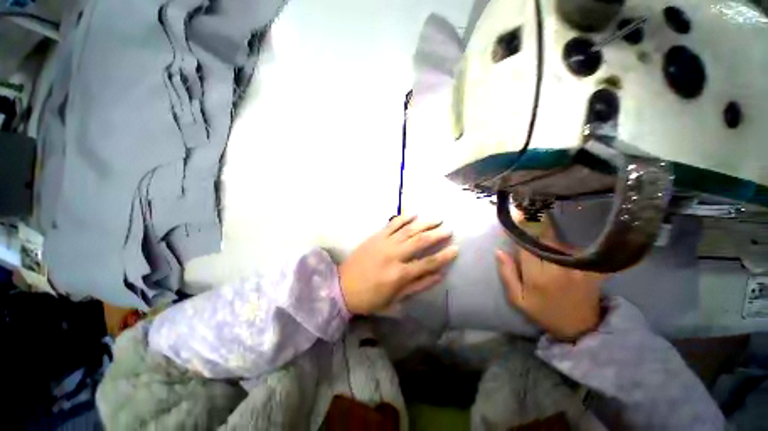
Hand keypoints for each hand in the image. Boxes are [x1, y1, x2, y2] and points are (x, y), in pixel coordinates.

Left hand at [339, 215, 458, 314]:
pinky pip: (392, 224)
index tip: (456, 249)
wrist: (342, 286)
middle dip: (437, 235)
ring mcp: (384, 243)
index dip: (443, 256)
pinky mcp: (376, 236)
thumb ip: (418, 285)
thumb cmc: (370, 297)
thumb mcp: (395, 299)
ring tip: (437, 219)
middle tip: (448, 229)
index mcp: (399, 274)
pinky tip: (414, 214)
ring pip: (408, 229)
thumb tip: (439, 275)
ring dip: (424, 223)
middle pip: (420, 241)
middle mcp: (394, 255)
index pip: (427, 262)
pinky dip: (403, 218)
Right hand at [495, 219, 605, 340]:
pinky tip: (559, 252)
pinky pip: (573, 248)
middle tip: (529, 224)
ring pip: (559, 241)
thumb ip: (507, 274)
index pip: (526, 244)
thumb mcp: (518, 299)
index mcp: (538, 277)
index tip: (517, 214)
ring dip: (548, 239)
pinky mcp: (593, 268)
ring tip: (543, 244)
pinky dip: (563, 246)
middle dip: (535, 230)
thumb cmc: (543, 312)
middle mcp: (560, 268)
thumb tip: (498, 250)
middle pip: (544, 238)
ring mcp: (580, 267)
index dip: (521, 228)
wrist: (581, 328)